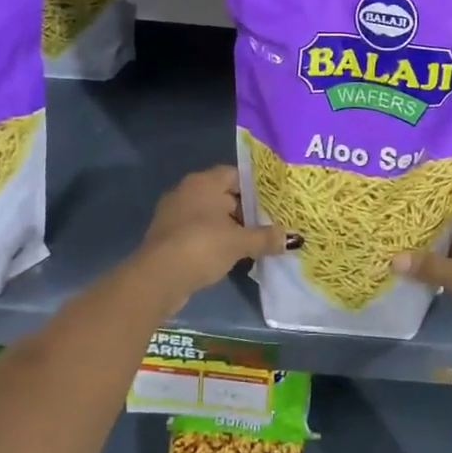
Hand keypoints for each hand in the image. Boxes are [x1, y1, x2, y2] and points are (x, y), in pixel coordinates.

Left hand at [135, 166, 293, 308]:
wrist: (157, 277)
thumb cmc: (202, 246)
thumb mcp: (240, 242)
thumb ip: (266, 237)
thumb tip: (294, 238)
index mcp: (205, 181)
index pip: (236, 175)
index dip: (256, 188)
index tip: (273, 203)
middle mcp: (187, 190)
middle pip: (223, 194)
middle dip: (244, 210)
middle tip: (267, 224)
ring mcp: (174, 212)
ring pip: (209, 214)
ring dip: (227, 227)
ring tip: (251, 241)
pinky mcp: (167, 234)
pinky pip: (197, 230)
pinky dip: (212, 239)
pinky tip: (228, 255)